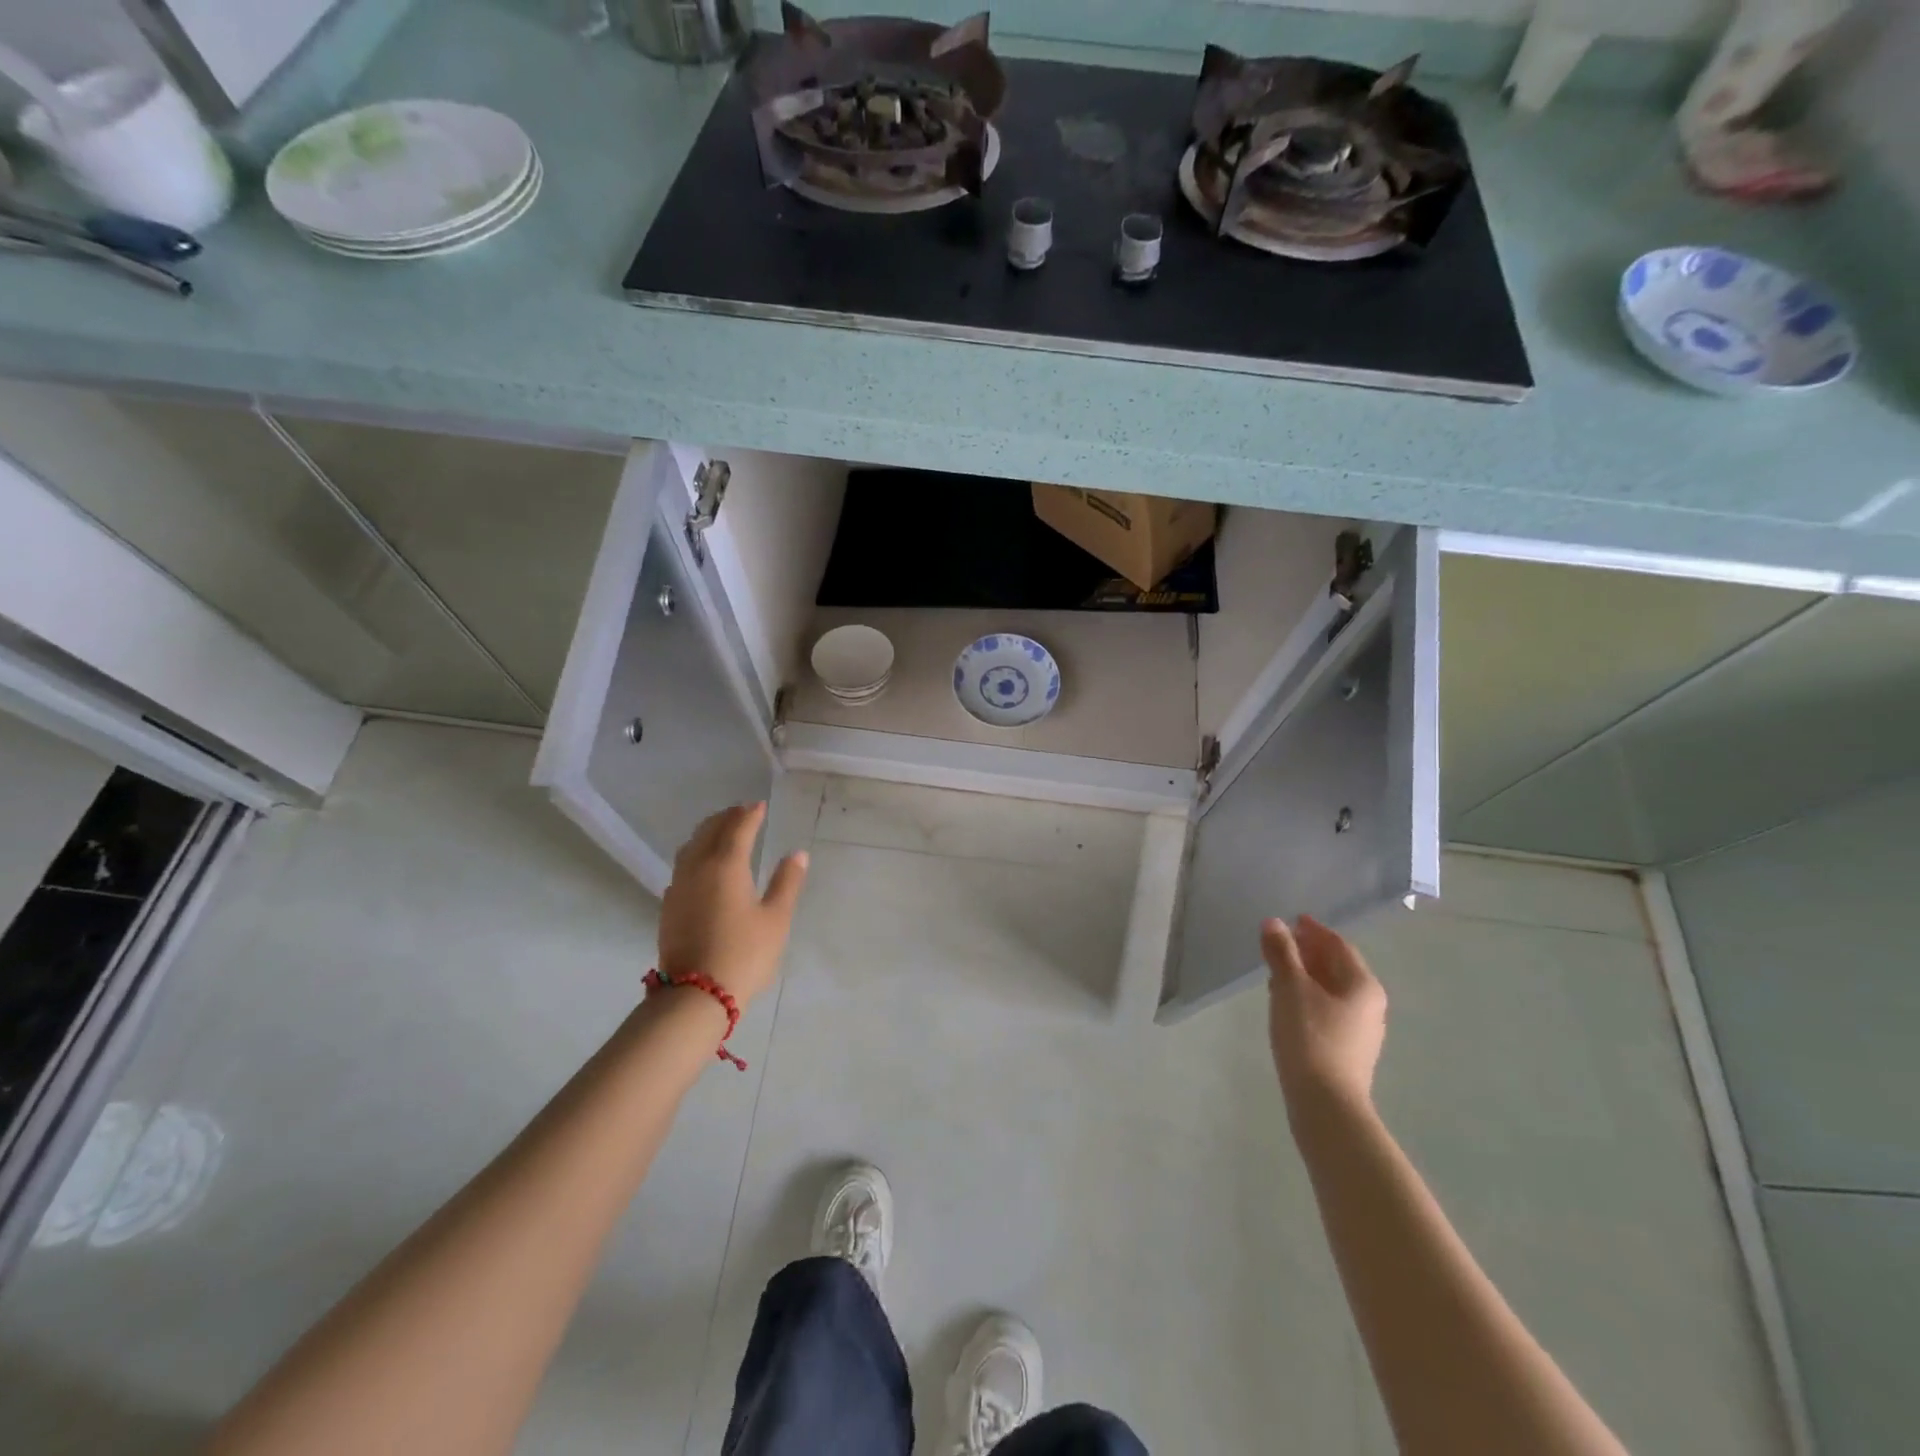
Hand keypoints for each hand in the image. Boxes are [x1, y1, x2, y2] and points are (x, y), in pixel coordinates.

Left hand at [658, 803, 808, 1005]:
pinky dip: (695, 854)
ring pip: (690, 847)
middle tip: (742, 813)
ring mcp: (679, 888)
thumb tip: (798, 854)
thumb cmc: (744, 954)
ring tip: (721, 832)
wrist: (696, 996)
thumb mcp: (776, 919)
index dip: (750, 814)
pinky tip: (703, 867)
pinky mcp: (669, 907)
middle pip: (708, 831)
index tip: (760, 806)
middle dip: (726, 818)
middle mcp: (697, 868)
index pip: (737, 827)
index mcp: (726, 865)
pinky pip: (682, 867)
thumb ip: (787, 883)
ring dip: (706, 833)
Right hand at [1262, 915, 1387, 1116]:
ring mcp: (1360, 1030)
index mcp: (1362, 984)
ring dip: (1305, 975)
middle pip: (1337, 967)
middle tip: (1280, 942)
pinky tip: (1285, 1003)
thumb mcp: (1290, 987)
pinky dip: (1307, 997)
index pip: (1338, 945)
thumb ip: (1282, 952)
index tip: (1292, 919)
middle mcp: (1369, 1004)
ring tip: (1276, 970)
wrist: (1325, 1104)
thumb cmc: (1310, 1036)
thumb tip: (1273, 922)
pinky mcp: (1346, 1050)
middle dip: (1309, 952)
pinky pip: (1326, 1010)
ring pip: (1331, 990)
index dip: (1314, 930)